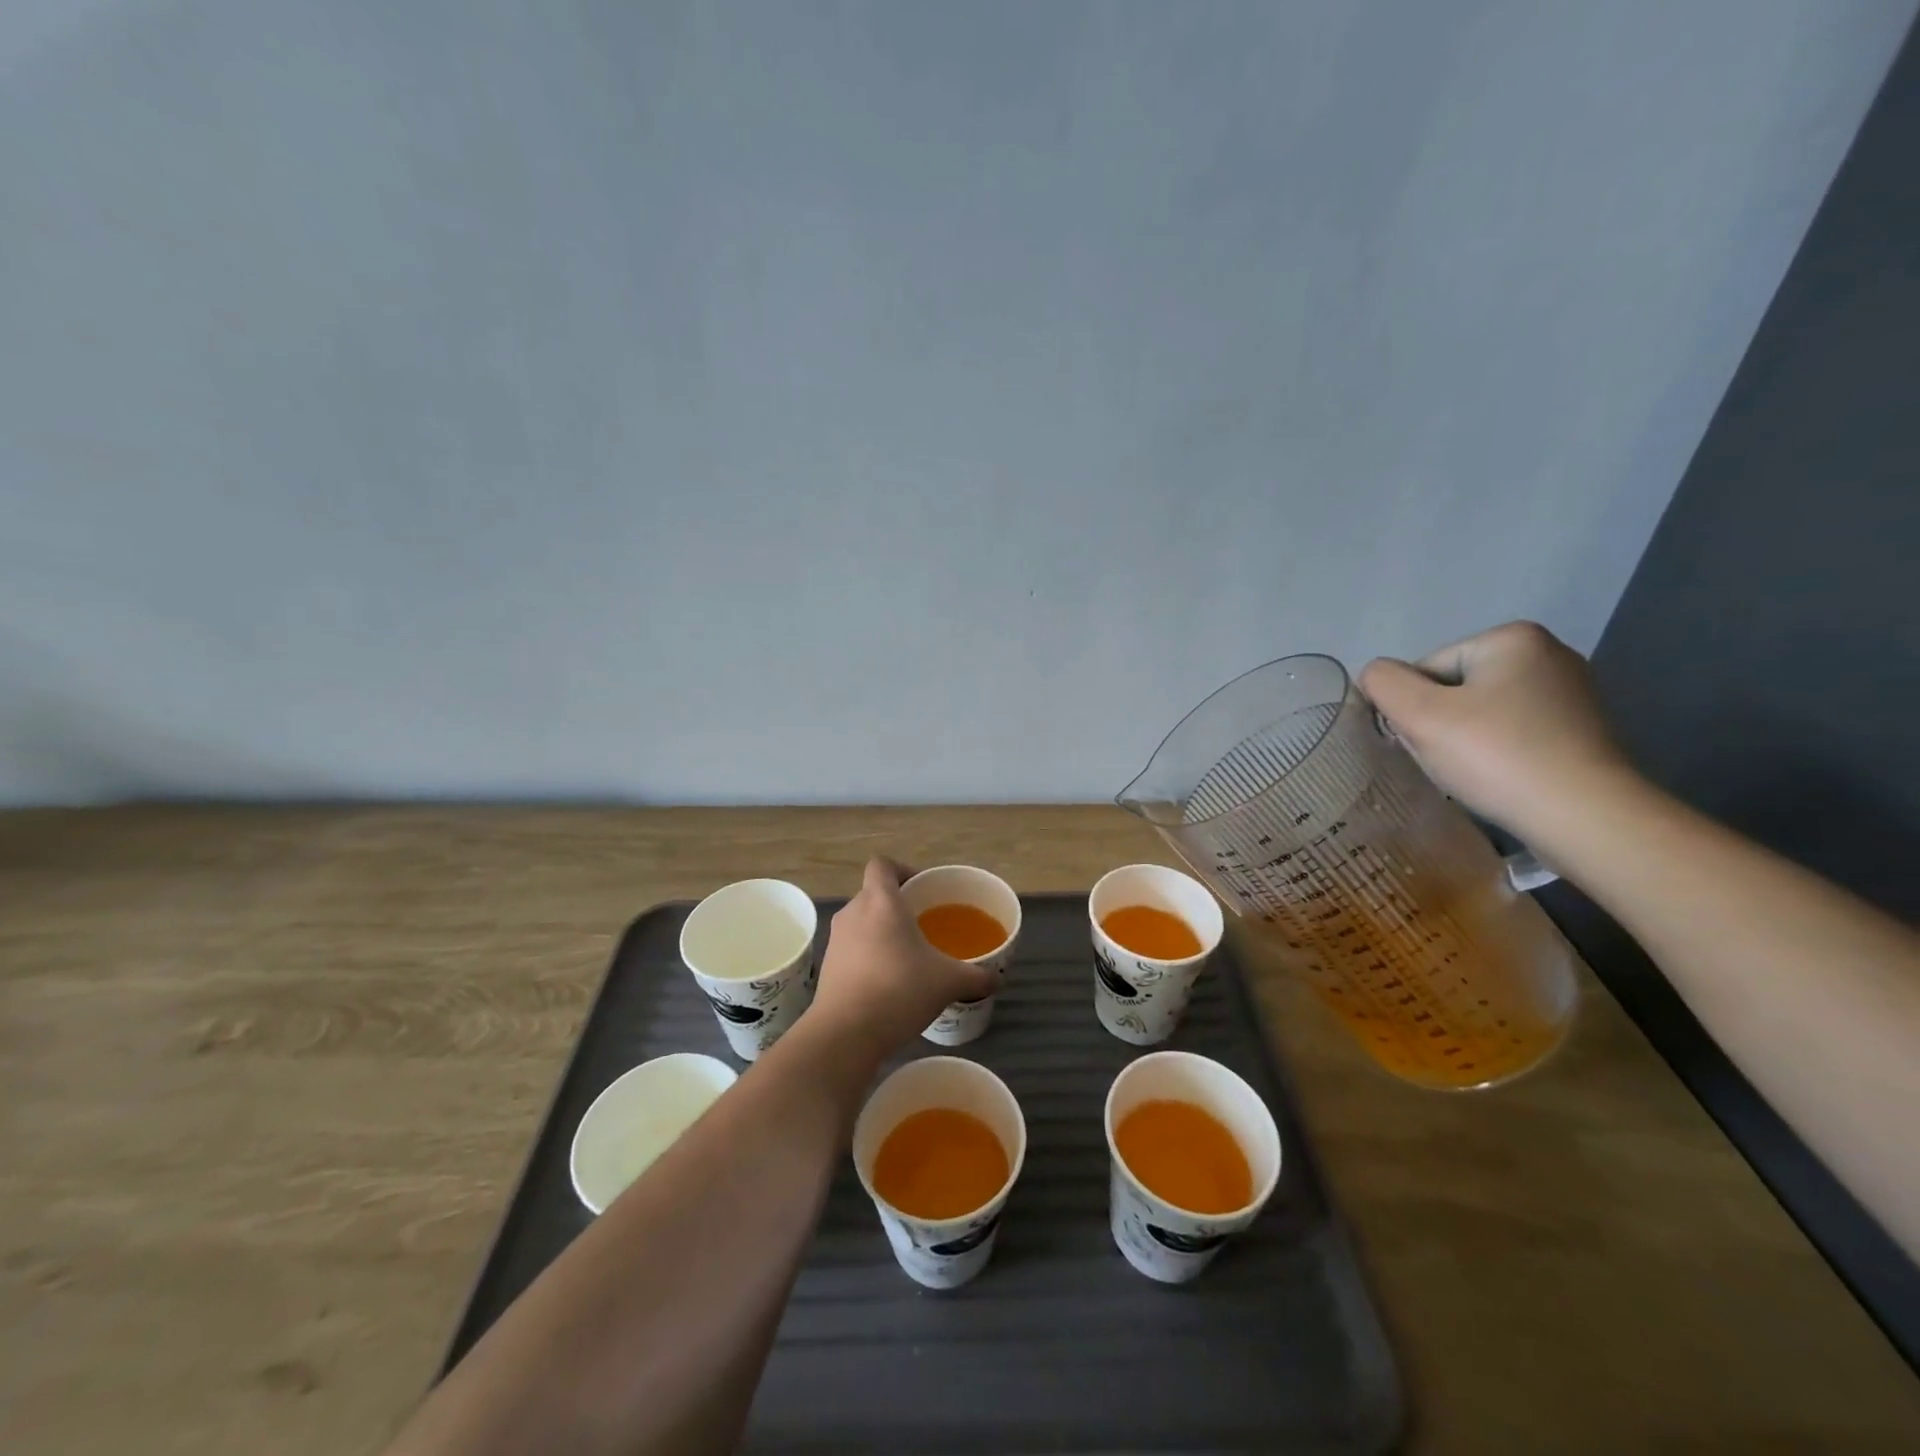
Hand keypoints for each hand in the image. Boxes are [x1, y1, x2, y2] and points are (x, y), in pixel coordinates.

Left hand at [804, 858, 998, 1061]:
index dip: (902, 870)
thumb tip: (996, 978)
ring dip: (881, 932)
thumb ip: (975, 976)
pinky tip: (888, 982)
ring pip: (861, 922)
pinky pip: (852, 948)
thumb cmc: (899, 990)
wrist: (845, 1033)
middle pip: (873, 894)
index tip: (922, 890)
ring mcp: (836, 940)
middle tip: (923, 925)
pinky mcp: (827, 967)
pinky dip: (868, 956)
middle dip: (897, 905)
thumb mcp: (948, 982)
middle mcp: (853, 912)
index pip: (882, 865)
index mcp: (881, 901)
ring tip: (907, 956)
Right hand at [1358, 621, 1635, 835]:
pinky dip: (1495, 753)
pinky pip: (1512, 733)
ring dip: (1462, 740)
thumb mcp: (1419, 714)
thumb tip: (1376, 677)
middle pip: (1454, 688)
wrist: (1586, 817)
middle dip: (1438, 723)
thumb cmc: (1497, 756)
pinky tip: (1498, 778)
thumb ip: (1383, 683)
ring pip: (1480, 713)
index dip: (1411, 707)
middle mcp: (1549, 653)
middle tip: (1445, 760)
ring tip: (1471, 773)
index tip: (1424, 742)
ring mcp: (1570, 693)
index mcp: (1512, 638)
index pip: (1425, 668)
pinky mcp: (1580, 730)